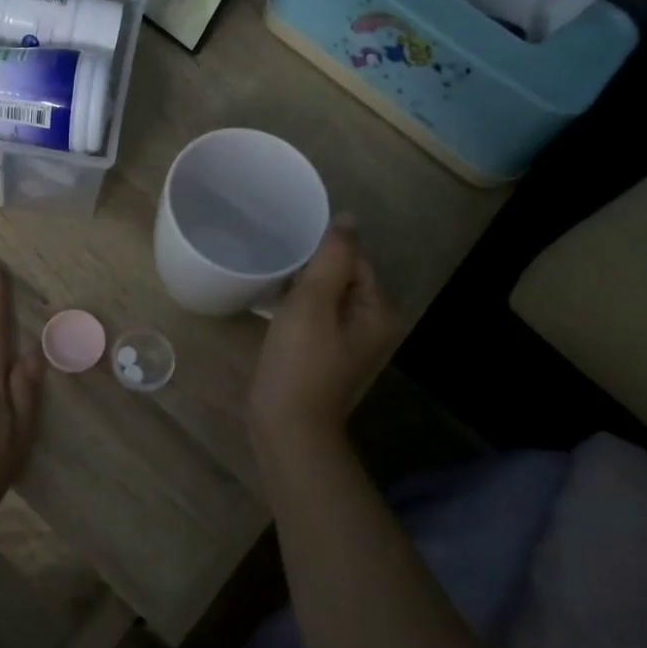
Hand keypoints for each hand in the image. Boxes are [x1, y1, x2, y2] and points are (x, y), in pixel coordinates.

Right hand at [249, 219, 393, 453]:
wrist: (288, 429)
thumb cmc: (300, 364)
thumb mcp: (313, 303)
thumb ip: (332, 257)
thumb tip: (348, 218)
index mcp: (378, 310)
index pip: (354, 258)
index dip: (322, 247)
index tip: (286, 240)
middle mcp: (372, 325)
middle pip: (342, 276)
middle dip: (311, 265)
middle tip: (273, 254)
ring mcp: (350, 343)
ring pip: (326, 297)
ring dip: (301, 285)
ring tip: (269, 274)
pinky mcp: (327, 356)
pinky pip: (316, 317)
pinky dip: (298, 307)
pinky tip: (272, 304)